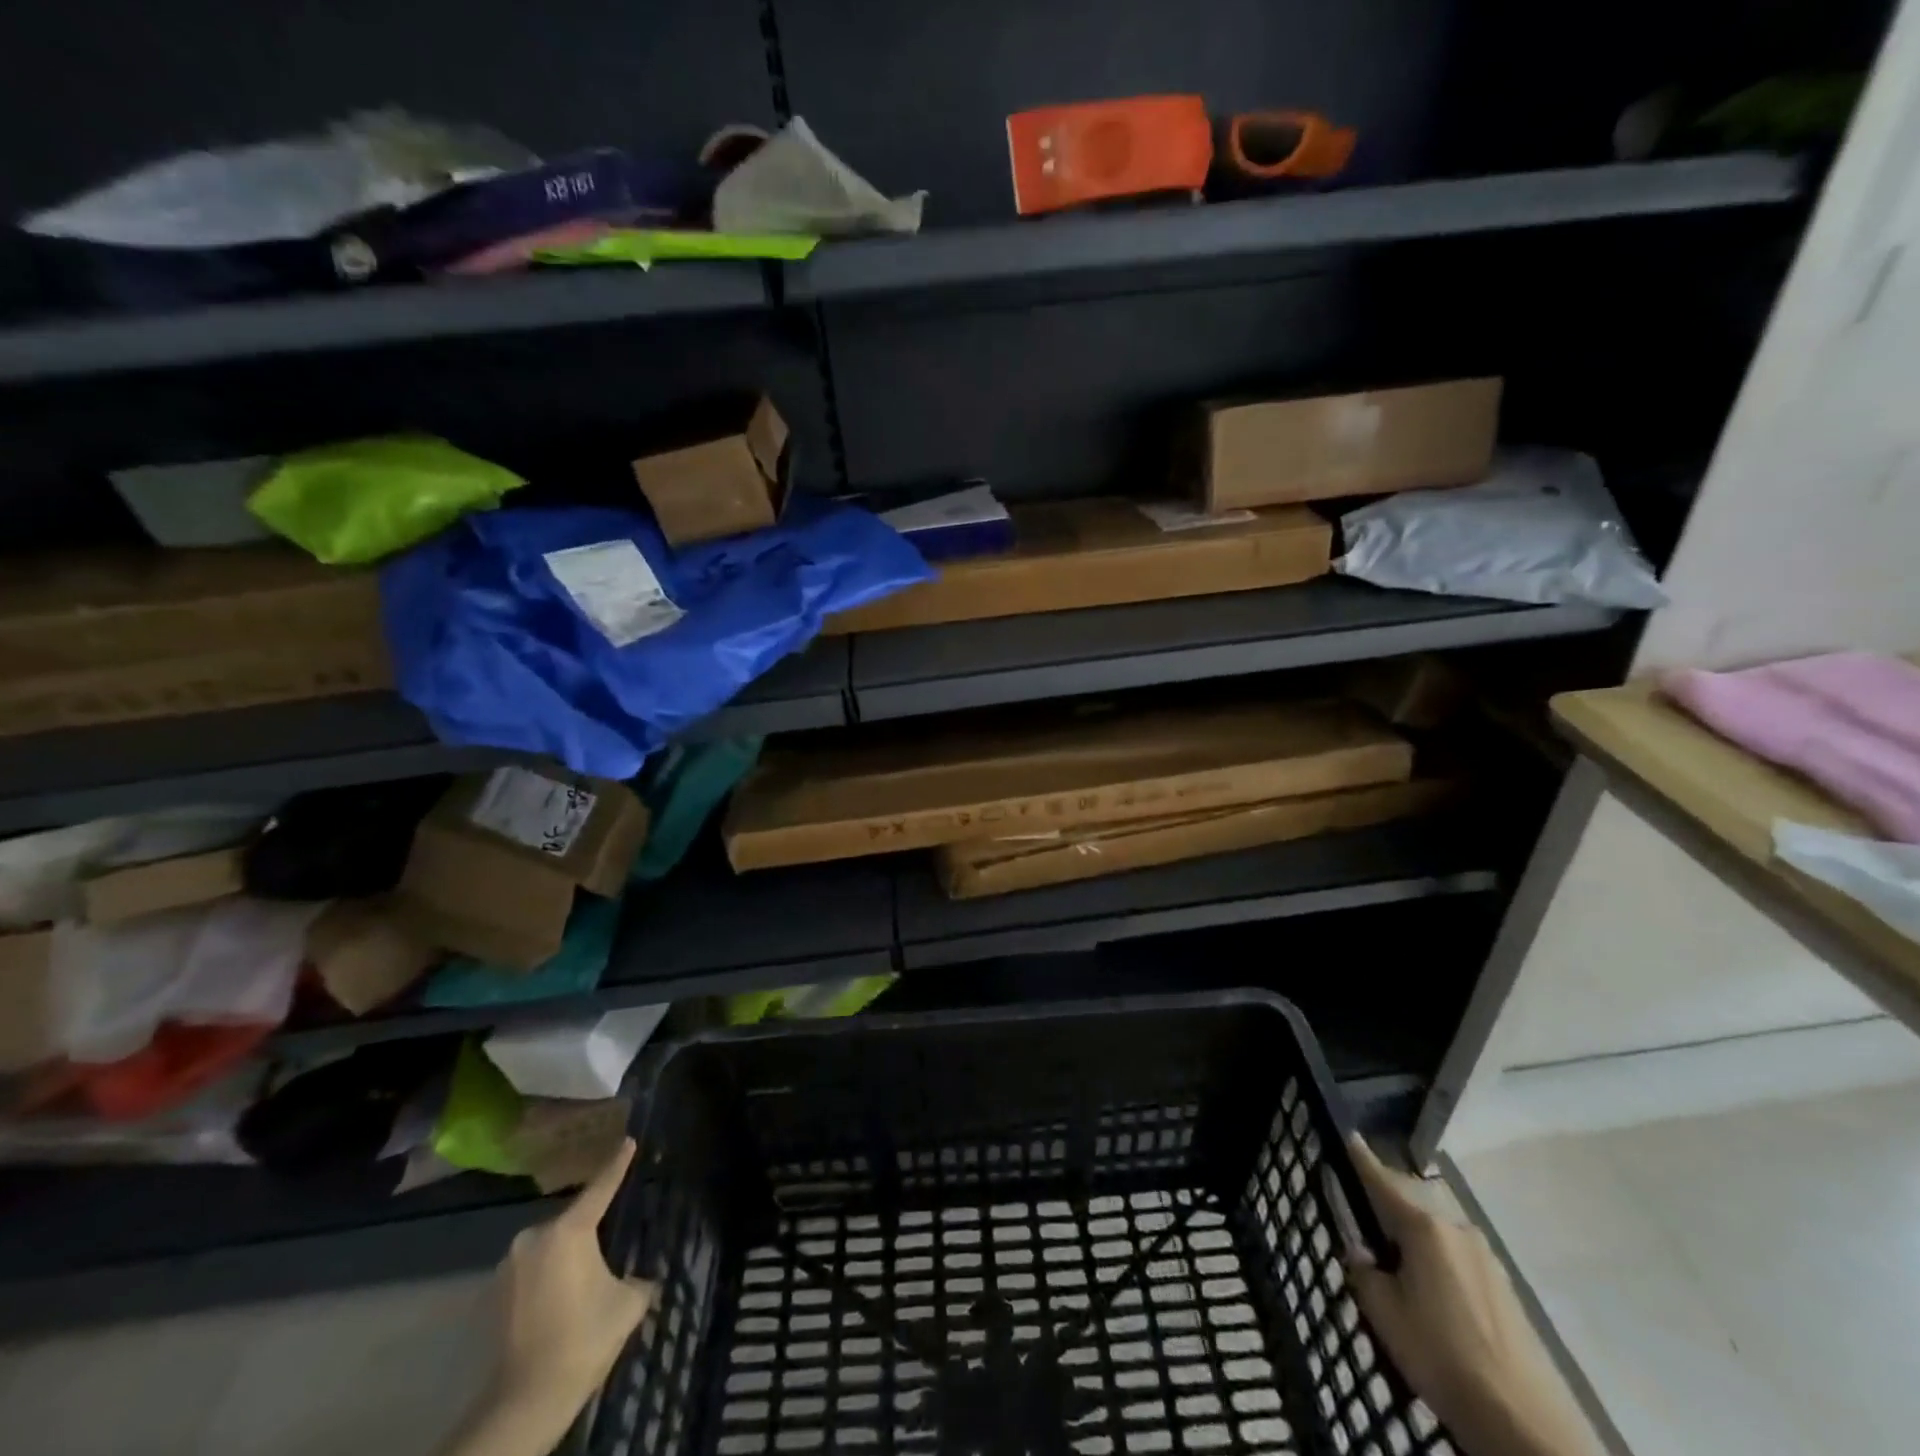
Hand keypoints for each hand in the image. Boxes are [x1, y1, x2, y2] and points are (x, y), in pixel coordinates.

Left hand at [443, 1139, 655, 1455]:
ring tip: (584, 1277)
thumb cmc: (583, 1339)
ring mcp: (509, 1266)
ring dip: (565, 1255)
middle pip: (572, 1220)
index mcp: (569, 1230)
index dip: (618, 1164)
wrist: (525, 1401)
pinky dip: (547, 1277)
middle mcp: (535, 1237)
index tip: (628, 1141)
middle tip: (609, 1241)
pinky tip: (561, 1299)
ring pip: (549, 1247)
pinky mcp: (494, 1294)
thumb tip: (644, 1278)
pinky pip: (531, 1271)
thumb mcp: (628, 1304)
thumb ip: (639, 1279)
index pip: (601, 1187)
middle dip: (589, 1228)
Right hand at [1343, 1136, 1597, 1455]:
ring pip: (1436, 1233)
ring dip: (1414, 1239)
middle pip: (1412, 1204)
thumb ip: (1364, 1272)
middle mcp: (1457, 1230)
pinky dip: (1436, 1262)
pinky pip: (1457, 1258)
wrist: (1525, 1424)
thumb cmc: (1441, 1356)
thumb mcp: (1383, 1313)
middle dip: (1387, 1206)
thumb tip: (1363, 1255)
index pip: (1382, 1181)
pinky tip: (1430, 1293)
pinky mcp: (1505, 1288)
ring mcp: (1486, 1258)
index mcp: (1424, 1227)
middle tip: (1363, 1220)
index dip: (1361, 1159)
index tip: (1348, 1137)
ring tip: (1395, 1265)